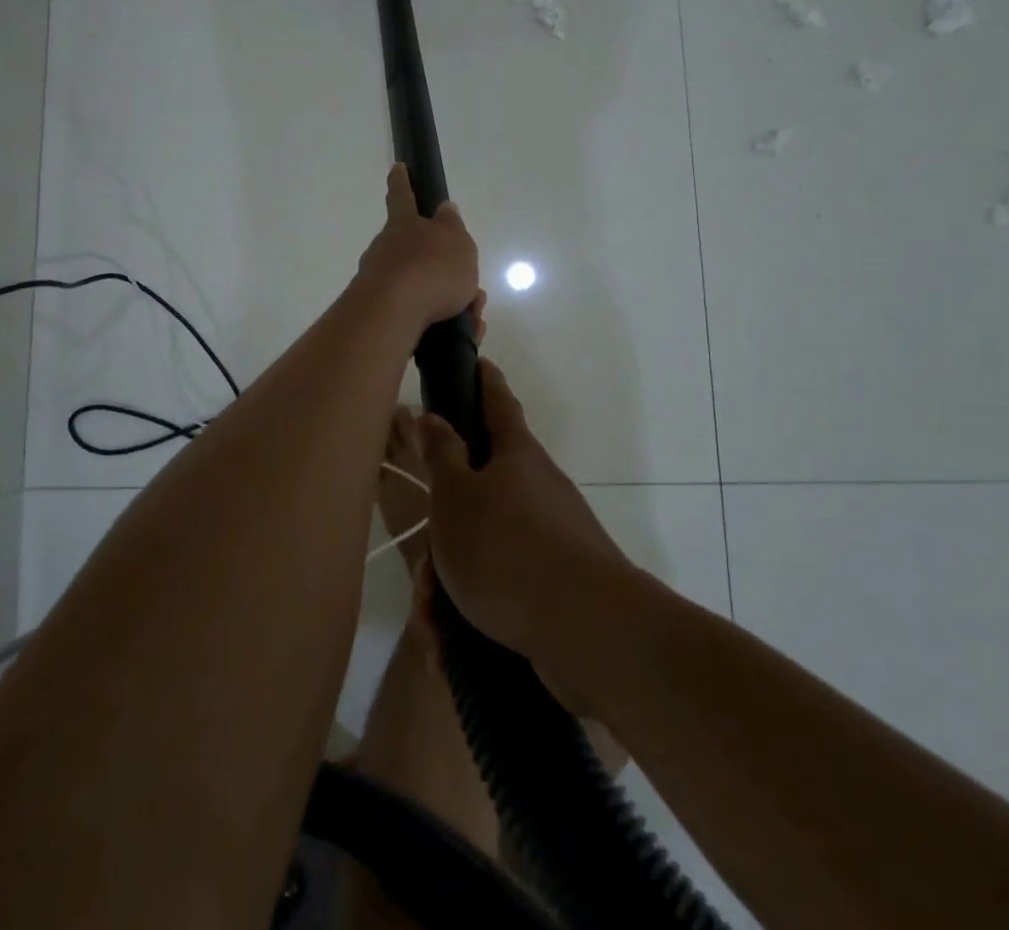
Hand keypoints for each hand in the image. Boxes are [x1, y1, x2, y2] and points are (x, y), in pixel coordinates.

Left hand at [357, 164, 480, 335]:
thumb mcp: (456, 242)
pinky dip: (442, 324)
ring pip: (422, 288)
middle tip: (472, 291)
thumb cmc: (431, 269)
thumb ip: (452, 226)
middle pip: (417, 254)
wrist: (393, 315)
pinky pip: (418, 315)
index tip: (397, 167)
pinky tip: (462, 334)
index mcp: (404, 225)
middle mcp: (386, 249)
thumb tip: (444, 209)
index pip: (403, 196)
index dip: (402, 182)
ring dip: (450, 301)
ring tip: (473, 319)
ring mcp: (379, 281)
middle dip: (444, 271)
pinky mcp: (380, 313)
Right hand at [416, 360, 634, 711]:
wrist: (586, 631)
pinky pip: (500, 591)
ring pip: (483, 550)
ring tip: (432, 622)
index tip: (476, 360)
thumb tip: (431, 415)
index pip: (497, 401)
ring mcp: (551, 539)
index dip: (483, 380)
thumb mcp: (456, 496)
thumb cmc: (508, 547)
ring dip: (450, 585)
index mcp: (515, 456)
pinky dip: (472, 614)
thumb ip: (441, 455)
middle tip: (422, 572)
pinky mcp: (555, 588)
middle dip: (444, 532)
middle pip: (479, 493)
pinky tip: (451, 647)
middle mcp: (537, 489)